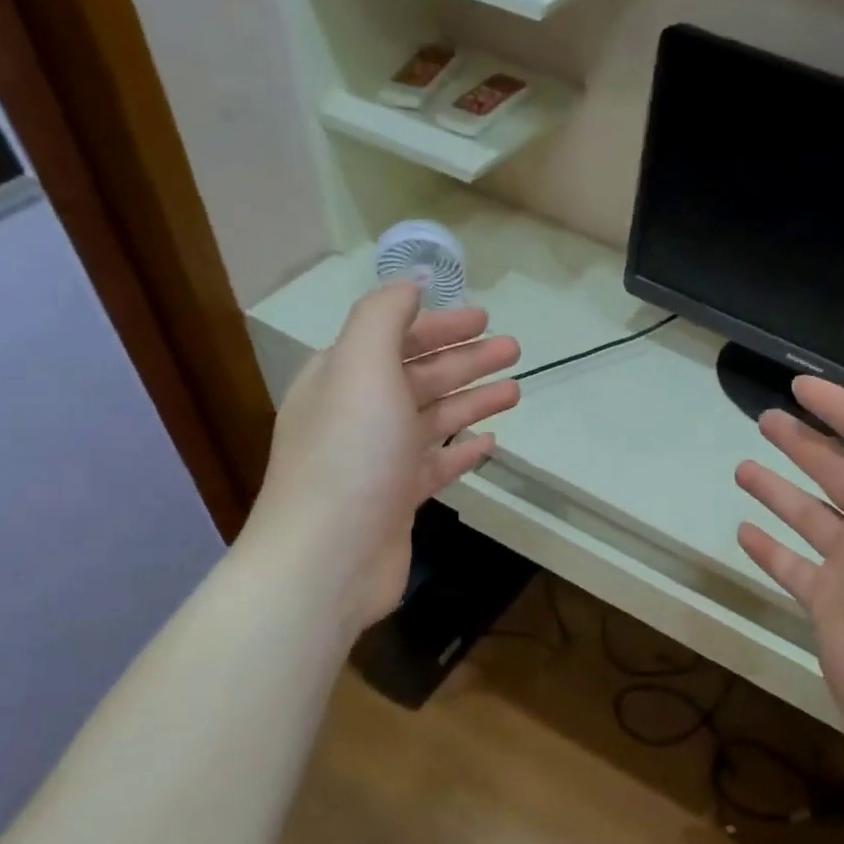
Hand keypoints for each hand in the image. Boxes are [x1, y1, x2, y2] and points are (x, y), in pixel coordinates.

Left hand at [243, 282, 519, 636]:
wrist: (328, 558)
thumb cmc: (350, 455)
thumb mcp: (361, 367)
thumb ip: (383, 317)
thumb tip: (409, 285)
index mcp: (343, 378)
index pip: (394, 338)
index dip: (439, 324)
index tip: (483, 318)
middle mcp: (359, 414)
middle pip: (420, 376)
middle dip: (466, 359)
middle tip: (513, 349)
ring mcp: (379, 460)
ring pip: (433, 419)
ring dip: (473, 401)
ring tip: (515, 390)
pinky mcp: (398, 499)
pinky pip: (436, 465)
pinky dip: (462, 451)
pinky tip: (490, 444)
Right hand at [734, 365, 843, 745]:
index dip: (839, 407)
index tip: (797, 385)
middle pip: (840, 473)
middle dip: (805, 443)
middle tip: (763, 418)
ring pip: (811, 516)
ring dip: (780, 490)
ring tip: (742, 468)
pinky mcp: (828, 604)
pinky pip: (793, 566)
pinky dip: (770, 548)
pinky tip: (743, 530)